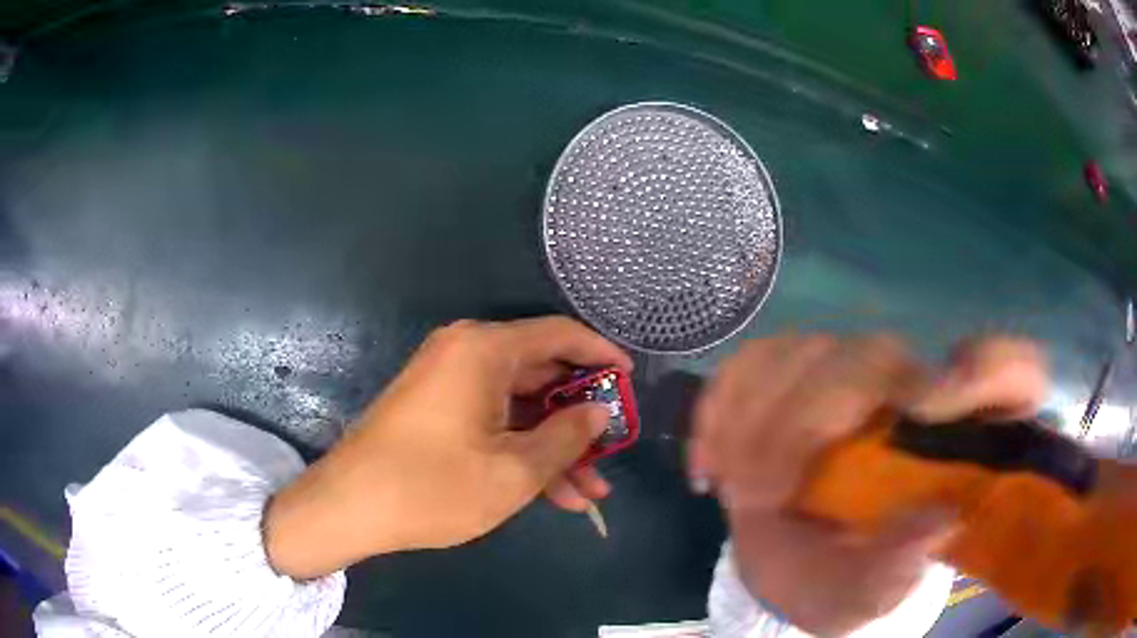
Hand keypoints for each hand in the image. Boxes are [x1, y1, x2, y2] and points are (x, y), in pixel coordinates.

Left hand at [265, 317, 631, 578]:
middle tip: (611, 453)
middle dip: (579, 420)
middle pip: (541, 375)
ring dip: (553, 446)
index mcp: (484, 350)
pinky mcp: (436, 409)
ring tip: (588, 492)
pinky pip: (492, 420)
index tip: (630, 382)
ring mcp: (448, 382)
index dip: (601, 355)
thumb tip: (600, 411)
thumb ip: (567, 436)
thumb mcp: (514, 470)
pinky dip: (520, 449)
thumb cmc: (432, 487)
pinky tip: (550, 492)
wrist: (348, 507)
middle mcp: (466, 353)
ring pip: (519, 407)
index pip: (560, 334)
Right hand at [691, 334, 1046, 635]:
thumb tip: (936, 522)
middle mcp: (908, 394)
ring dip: (752, 422)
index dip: (993, 368)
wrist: (795, 569)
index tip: (930, 410)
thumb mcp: (871, 595)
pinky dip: (719, 409)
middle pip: (872, 356)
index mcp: (951, 447)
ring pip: (803, 351)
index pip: (1011, 374)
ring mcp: (847, 379)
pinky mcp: (792, 379)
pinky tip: (710, 465)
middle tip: (757, 496)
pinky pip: (750, 363)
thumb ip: (901, 569)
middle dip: (804, 421)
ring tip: (735, 491)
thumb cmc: (846, 584)